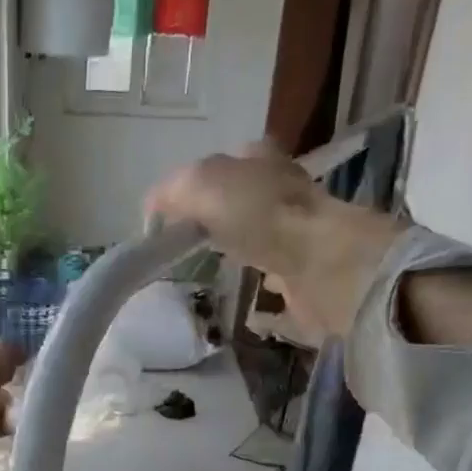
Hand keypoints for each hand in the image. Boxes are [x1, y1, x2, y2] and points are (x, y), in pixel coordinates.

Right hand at [145, 143, 406, 339]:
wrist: (319, 263)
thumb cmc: (260, 214)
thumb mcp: (201, 184)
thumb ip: (172, 192)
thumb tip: (152, 211)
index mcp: (262, 162)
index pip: (227, 165)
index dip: (200, 186)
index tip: (177, 217)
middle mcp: (284, 194)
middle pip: (246, 204)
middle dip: (223, 221)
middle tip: (193, 247)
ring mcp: (300, 237)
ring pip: (263, 241)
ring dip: (244, 254)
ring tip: (214, 275)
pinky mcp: (307, 279)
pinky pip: (278, 285)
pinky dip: (265, 296)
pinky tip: (249, 308)